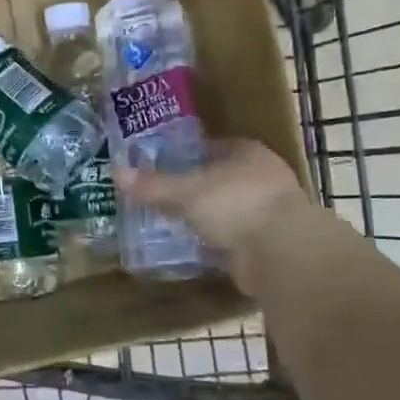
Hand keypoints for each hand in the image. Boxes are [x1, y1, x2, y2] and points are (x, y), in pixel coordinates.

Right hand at [116, 139, 314, 291]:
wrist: (282, 253)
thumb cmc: (236, 204)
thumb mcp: (187, 191)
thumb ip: (154, 185)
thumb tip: (116, 174)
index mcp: (248, 153)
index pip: (215, 147)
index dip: (190, 154)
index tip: (164, 163)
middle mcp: (263, 178)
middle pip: (221, 178)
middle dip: (196, 187)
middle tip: (162, 194)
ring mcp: (269, 212)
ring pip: (228, 209)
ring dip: (207, 217)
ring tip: (171, 221)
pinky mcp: (268, 244)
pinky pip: (233, 237)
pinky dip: (216, 242)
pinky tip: (192, 247)